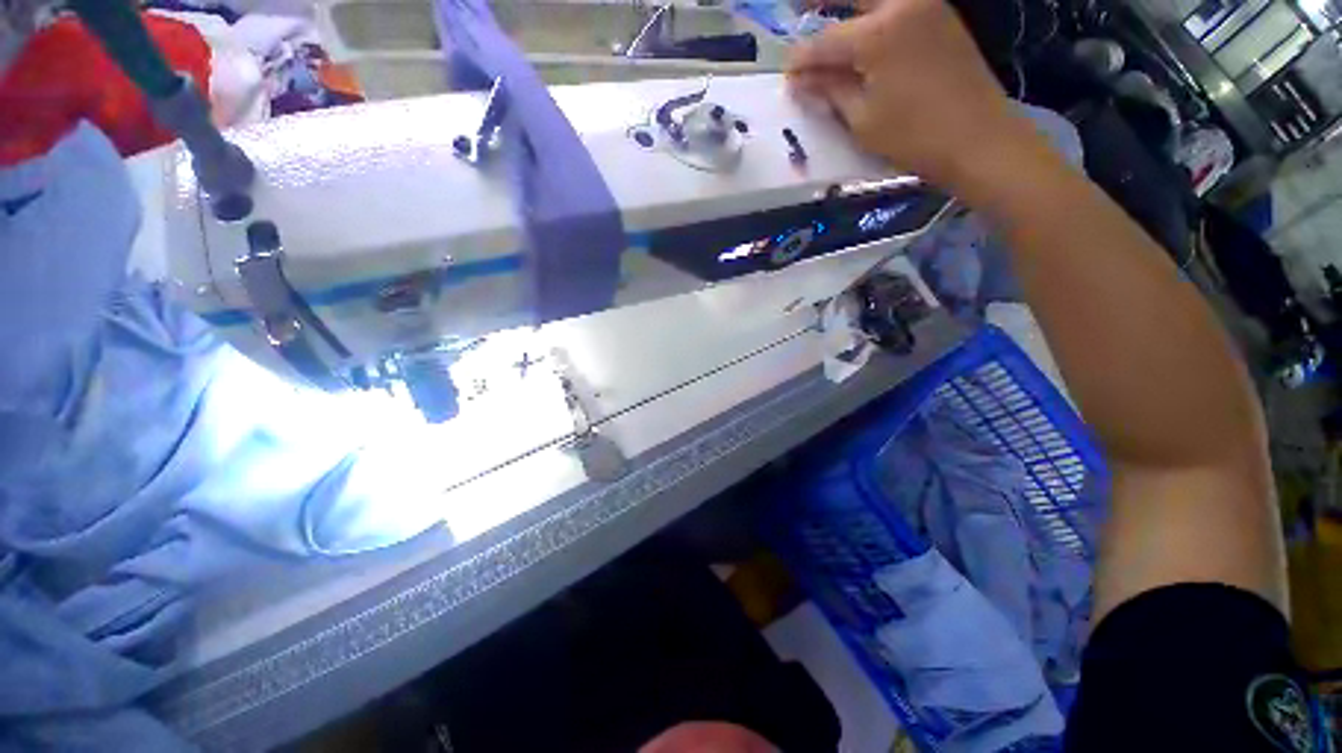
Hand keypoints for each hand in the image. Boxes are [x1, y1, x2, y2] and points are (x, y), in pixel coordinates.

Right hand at [787, 0, 1031, 187]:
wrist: (978, 138)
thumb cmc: (913, 135)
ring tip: (827, 23)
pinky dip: (876, 18)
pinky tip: (863, 32)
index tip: (786, 75)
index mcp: (879, 32)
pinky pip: (899, 9)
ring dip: (851, 12)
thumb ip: (830, 91)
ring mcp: (927, 7)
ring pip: (878, 2)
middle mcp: (903, 5)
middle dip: (822, 6)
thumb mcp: (862, 119)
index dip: (802, 60)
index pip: (825, 41)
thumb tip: (801, 81)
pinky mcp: (942, 18)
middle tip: (797, 9)